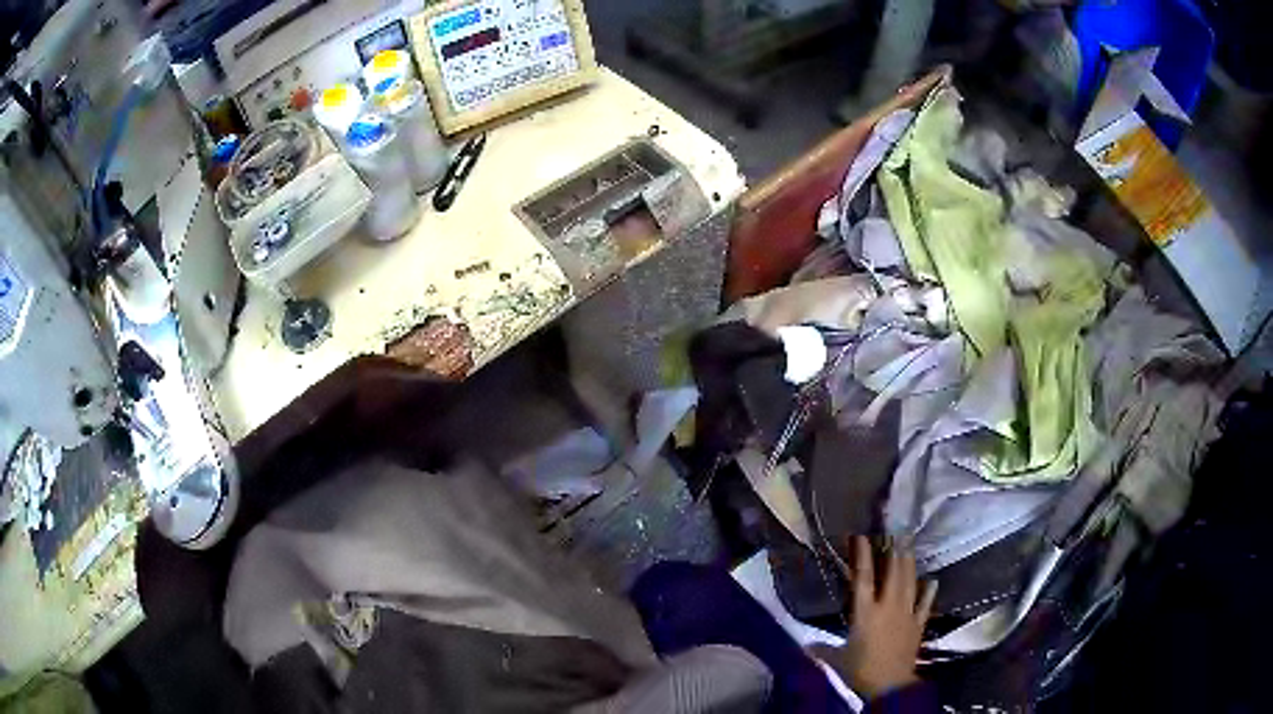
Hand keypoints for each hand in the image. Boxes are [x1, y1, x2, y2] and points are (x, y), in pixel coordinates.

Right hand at [810, 536, 937, 700]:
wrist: (890, 684)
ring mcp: (906, 614)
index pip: (863, 578)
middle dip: (893, 553)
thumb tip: (804, 645)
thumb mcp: (836, 660)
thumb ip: (821, 649)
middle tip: (895, 535)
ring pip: (909, 583)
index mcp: (865, 612)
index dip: (863, 556)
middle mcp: (887, 607)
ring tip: (908, 549)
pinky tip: (931, 581)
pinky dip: (928, 592)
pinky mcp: (918, 624)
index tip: (862, 537)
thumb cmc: (860, 670)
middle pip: (892, 574)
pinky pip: (925, 604)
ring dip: (909, 566)